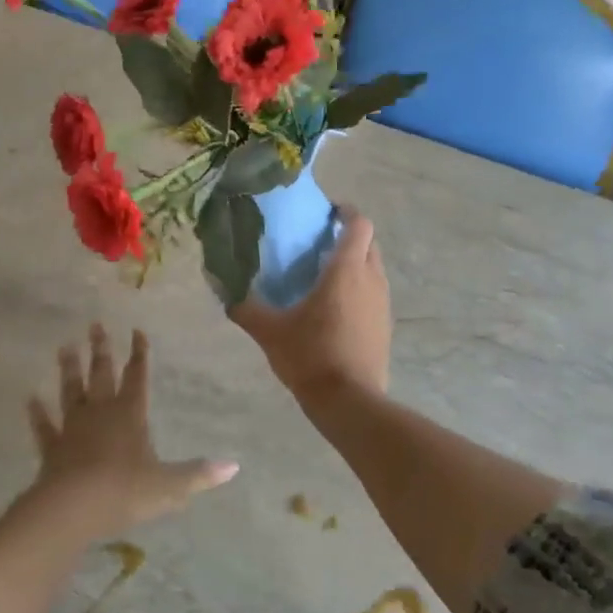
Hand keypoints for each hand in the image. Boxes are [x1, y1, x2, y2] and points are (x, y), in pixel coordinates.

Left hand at [26, 325, 237, 538]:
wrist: (73, 508)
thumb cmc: (125, 491)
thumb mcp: (169, 486)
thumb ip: (198, 474)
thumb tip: (234, 467)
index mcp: (131, 414)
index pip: (137, 377)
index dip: (139, 354)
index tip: (137, 331)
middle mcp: (101, 413)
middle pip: (101, 375)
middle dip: (100, 350)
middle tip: (95, 324)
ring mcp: (74, 428)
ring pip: (71, 391)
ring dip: (69, 369)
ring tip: (65, 346)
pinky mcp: (52, 448)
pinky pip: (44, 426)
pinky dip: (37, 413)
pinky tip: (30, 399)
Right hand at [231, 210, 390, 403]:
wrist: (349, 401)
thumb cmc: (310, 355)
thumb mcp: (270, 332)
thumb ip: (246, 309)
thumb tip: (227, 294)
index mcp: (346, 270)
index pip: (359, 224)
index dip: (346, 212)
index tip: (328, 212)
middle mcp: (371, 279)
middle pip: (369, 244)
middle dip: (350, 237)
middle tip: (321, 244)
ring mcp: (382, 304)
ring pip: (374, 270)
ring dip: (356, 265)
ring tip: (326, 277)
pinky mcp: (385, 326)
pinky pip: (374, 295)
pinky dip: (360, 291)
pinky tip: (336, 310)